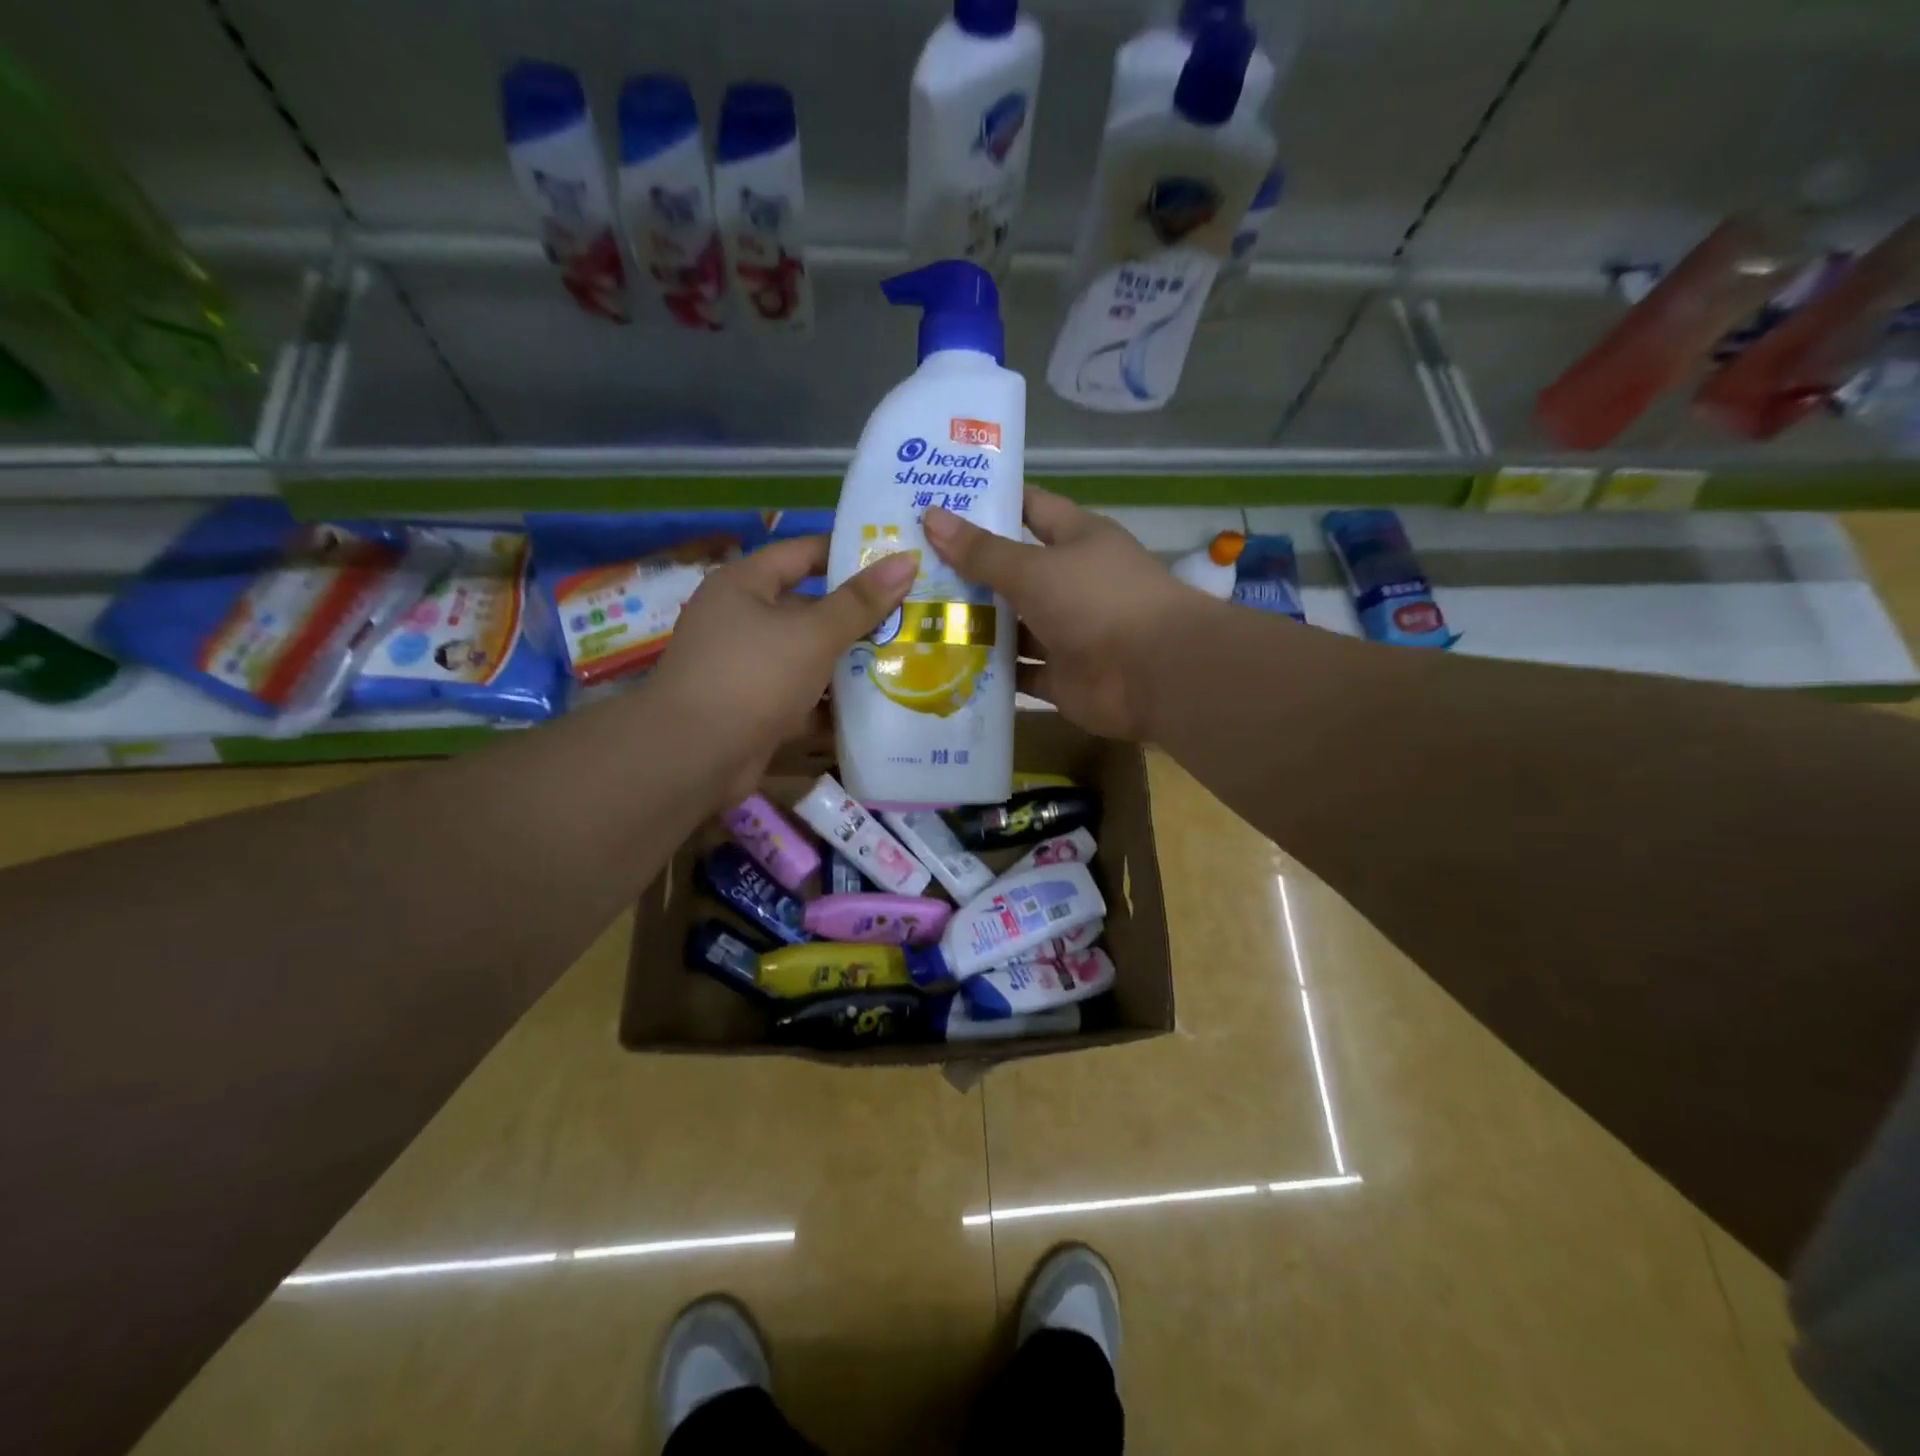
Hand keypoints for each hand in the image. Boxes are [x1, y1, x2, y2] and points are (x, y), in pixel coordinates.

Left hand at [651, 537, 914, 799]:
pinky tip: (875, 707)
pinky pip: (800, 696)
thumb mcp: (813, 634)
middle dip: (856, 616)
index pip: (801, 553)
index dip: (846, 553)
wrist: (694, 756)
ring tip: (904, 660)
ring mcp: (745, 667)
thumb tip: (907, 560)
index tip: (893, 561)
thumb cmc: (753, 676)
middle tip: (909, 616)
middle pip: (807, 608)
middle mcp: (740, 620)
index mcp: (744, 585)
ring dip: (848, 662)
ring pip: (807, 656)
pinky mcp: (754, 708)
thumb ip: (860, 602)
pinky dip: (830, 702)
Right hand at [922, 487, 1217, 740]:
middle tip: (909, 569)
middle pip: (1013, 572)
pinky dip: (991, 672)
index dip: (990, 503)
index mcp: (1077, 540)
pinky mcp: (1062, 677)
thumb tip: (931, 516)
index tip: (939, 503)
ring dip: (975, 626)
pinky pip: (1019, 672)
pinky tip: (946, 667)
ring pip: (1013, 627)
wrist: (1154, 674)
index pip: (1029, 509)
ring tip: (916, 620)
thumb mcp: (1034, 568)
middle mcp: (1072, 583)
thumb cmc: (1097, 601)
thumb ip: (982, 551)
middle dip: (968, 572)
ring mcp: (1067, 632)